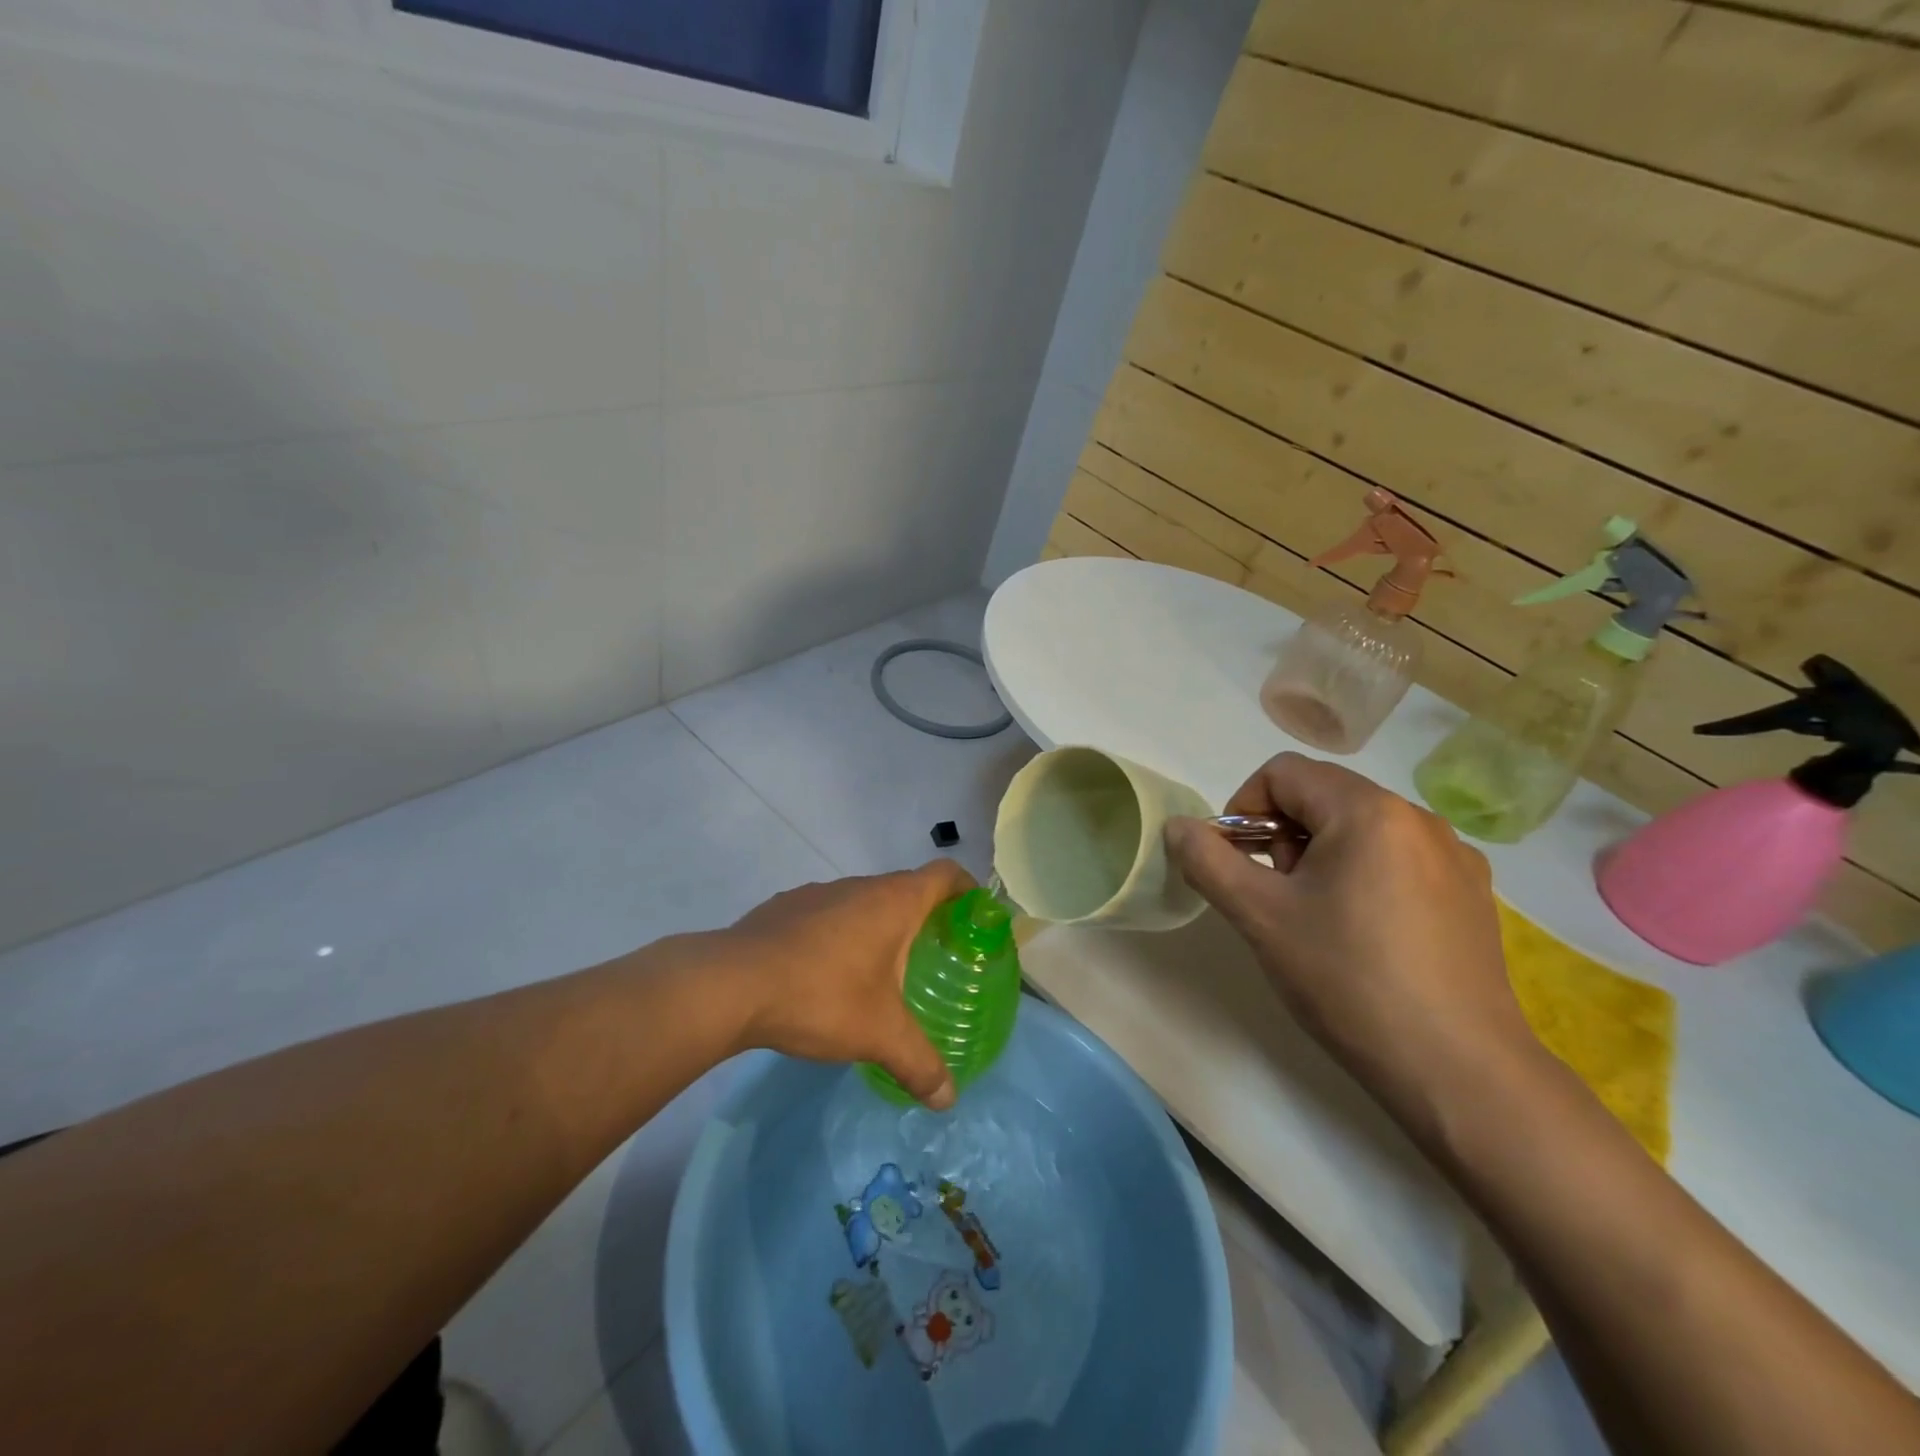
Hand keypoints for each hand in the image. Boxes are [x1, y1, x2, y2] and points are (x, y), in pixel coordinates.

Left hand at [718, 861, 973, 1108]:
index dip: (967, 889)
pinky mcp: (783, 908)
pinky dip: (838, 935)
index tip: (975, 918)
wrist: (730, 985)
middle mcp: (859, 886)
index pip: (945, 874)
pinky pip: (826, 915)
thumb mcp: (879, 1035)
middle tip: (934, 959)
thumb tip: (948, 1100)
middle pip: (905, 889)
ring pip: (862, 902)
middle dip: (924, 918)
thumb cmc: (821, 996)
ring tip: (880, 973)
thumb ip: (919, 1064)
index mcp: (893, 901)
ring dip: (877, 928)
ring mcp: (817, 893)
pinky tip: (825, 977)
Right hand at [1165, 753, 1535, 1128]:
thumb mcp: (1260, 916)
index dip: (1244, 809)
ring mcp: (1454, 857)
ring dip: (1320, 858)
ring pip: (1359, 829)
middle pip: (1322, 797)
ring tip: (1318, 921)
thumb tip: (1177, 826)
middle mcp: (1418, 818)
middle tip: (1278, 899)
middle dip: (1282, 837)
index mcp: (1368, 810)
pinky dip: (1364, 877)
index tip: (1240, 866)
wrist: (1459, 1072)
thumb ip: (1208, 861)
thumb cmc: (1349, 980)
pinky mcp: (1471, 894)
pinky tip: (1366, 936)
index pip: (1283, 773)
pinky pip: (1398, 859)